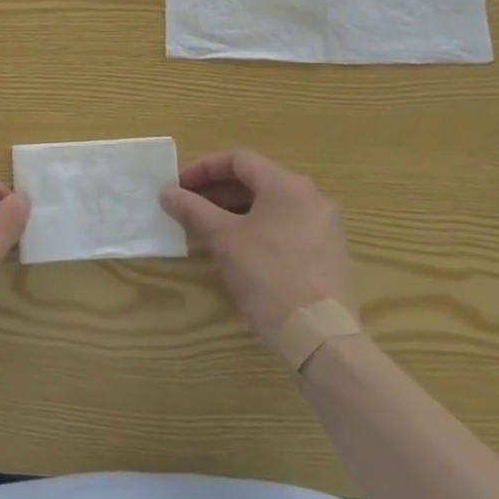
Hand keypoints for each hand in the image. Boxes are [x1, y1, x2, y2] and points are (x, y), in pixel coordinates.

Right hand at [160, 150, 356, 350]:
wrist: (322, 339)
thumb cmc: (269, 277)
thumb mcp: (223, 240)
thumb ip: (193, 209)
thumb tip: (167, 192)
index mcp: (287, 185)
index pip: (239, 159)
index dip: (204, 168)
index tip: (180, 186)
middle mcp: (312, 198)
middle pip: (256, 181)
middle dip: (218, 191)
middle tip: (189, 208)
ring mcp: (326, 227)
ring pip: (272, 206)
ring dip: (236, 211)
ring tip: (209, 230)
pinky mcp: (330, 255)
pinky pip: (287, 228)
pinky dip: (259, 229)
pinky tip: (240, 252)